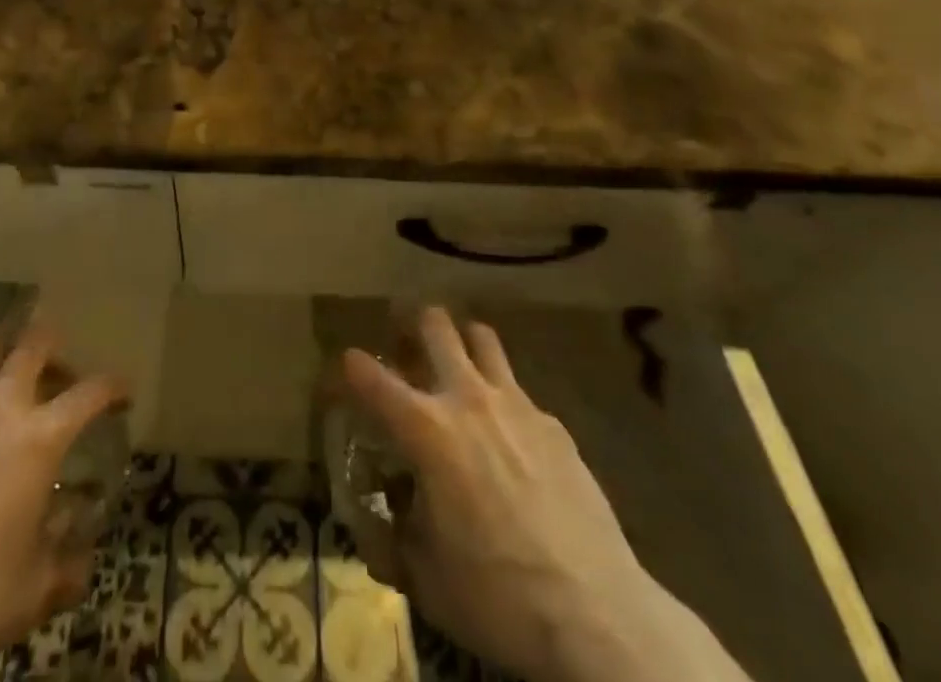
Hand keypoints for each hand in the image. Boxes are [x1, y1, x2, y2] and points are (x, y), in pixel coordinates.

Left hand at [0, 323, 126, 681]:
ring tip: (7, 364)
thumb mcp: (35, 590)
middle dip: (51, 338)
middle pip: (31, 344)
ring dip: (2, 350)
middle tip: (58, 351)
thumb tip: (85, 549)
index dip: (113, 386)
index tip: (123, 391)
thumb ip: (68, 562)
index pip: (90, 392)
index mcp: (38, 439)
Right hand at [340, 308, 749, 681]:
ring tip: (457, 365)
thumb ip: (393, 541)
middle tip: (405, 340)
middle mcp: (467, 400)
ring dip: (462, 343)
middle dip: (412, 323)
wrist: (597, 616)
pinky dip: (504, 400)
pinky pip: (520, 391)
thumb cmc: (497, 596)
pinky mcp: (554, 425)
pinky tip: (510, 437)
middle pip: (435, 325)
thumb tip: (379, 527)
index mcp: (426, 430)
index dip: (348, 367)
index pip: (369, 376)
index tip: (343, 370)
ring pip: (482, 338)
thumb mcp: (426, 580)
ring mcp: (516, 405)